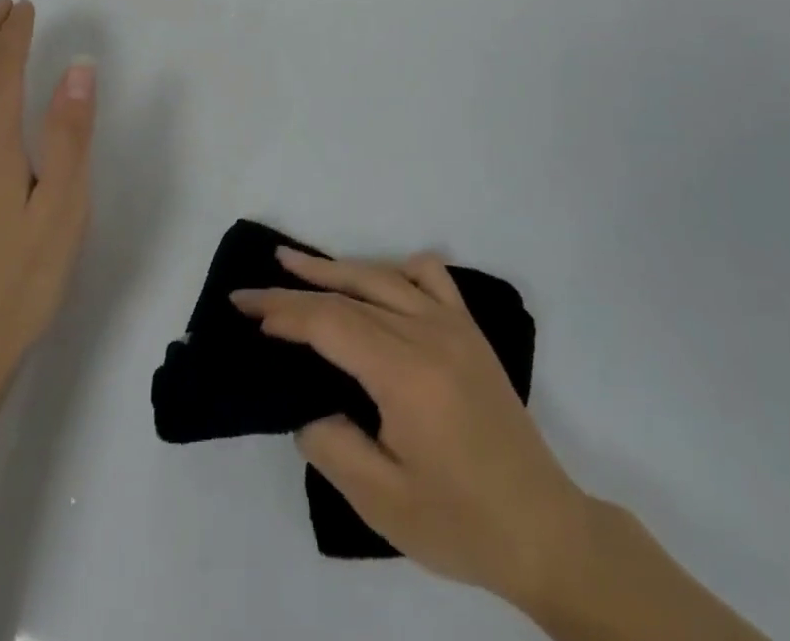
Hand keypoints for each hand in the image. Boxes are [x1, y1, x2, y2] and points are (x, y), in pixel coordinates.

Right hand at [231, 249, 586, 608]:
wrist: (542, 528)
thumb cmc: (460, 523)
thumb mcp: (382, 502)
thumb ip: (332, 445)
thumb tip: (307, 403)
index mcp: (407, 375)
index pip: (332, 324)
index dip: (285, 313)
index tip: (247, 311)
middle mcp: (430, 334)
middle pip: (350, 294)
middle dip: (295, 288)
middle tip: (251, 288)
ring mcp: (454, 325)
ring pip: (383, 275)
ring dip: (336, 268)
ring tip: (293, 262)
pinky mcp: (470, 329)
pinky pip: (430, 277)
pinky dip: (395, 269)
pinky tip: (377, 282)